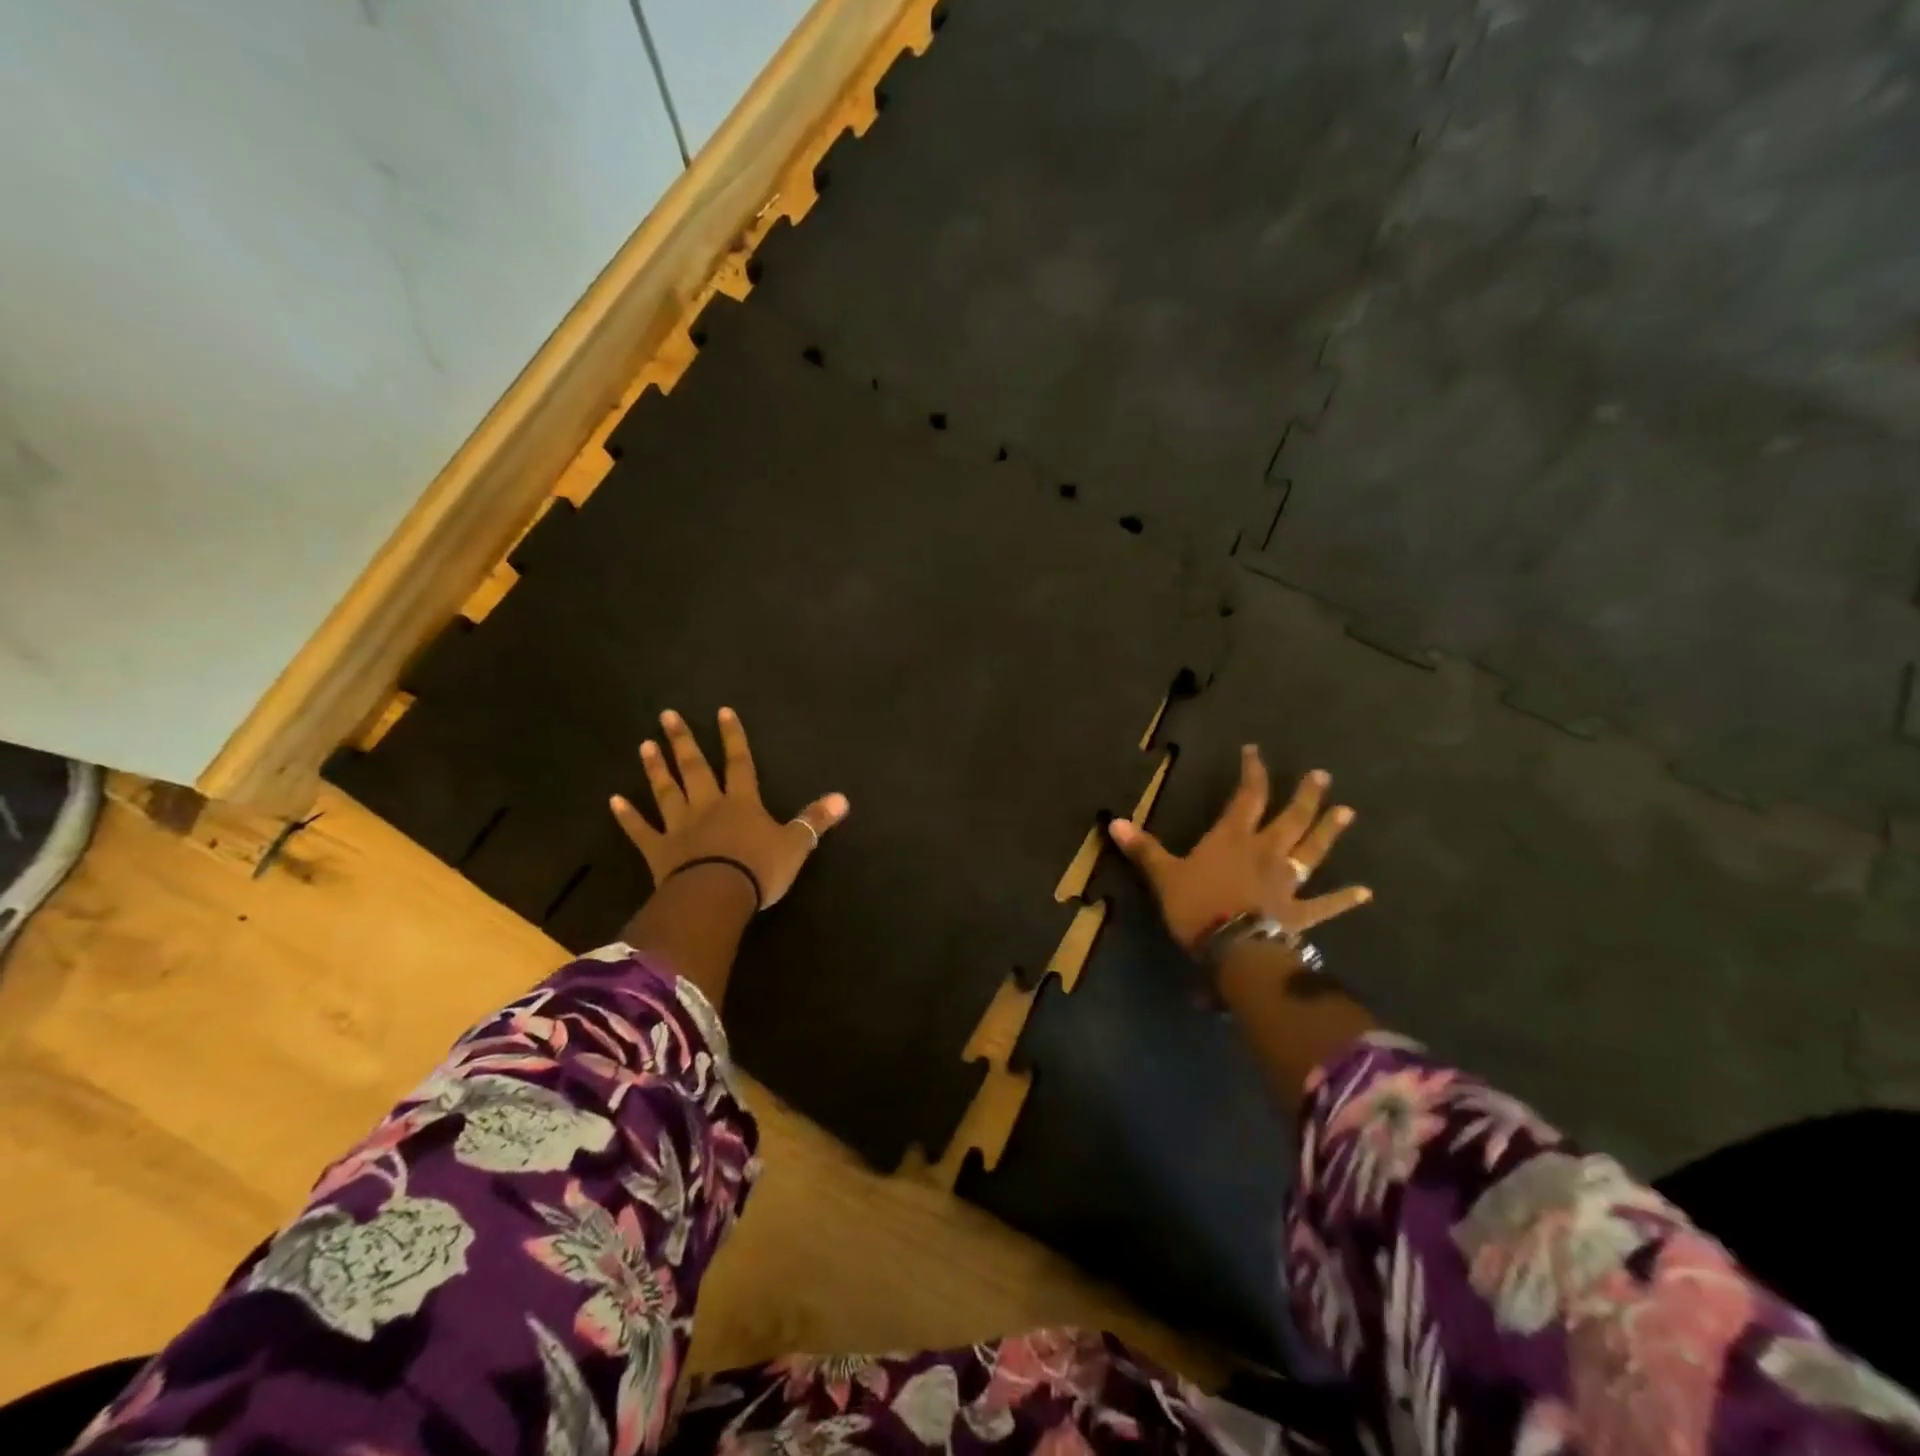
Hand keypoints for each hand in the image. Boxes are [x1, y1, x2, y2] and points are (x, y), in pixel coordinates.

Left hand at [612, 707, 848, 908]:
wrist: (716, 896)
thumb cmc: (758, 869)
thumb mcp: (796, 845)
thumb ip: (815, 820)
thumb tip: (843, 798)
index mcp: (742, 803)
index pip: (739, 763)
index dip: (733, 737)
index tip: (722, 711)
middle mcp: (708, 807)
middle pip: (695, 768)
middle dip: (683, 741)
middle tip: (667, 715)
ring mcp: (680, 828)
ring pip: (667, 792)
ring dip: (656, 769)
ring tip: (645, 744)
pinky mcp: (659, 852)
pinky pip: (641, 831)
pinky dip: (628, 817)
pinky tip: (614, 800)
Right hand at [1107, 745, 1371, 952]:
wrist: (1234, 950)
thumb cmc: (1197, 907)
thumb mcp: (1164, 876)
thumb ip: (1144, 849)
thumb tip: (1113, 821)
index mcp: (1233, 838)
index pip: (1247, 796)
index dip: (1253, 772)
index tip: (1256, 751)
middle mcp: (1266, 852)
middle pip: (1290, 818)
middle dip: (1305, 795)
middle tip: (1322, 776)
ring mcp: (1286, 882)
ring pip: (1311, 850)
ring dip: (1328, 832)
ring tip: (1346, 812)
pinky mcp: (1299, 913)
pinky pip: (1326, 904)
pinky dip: (1345, 899)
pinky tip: (1365, 892)